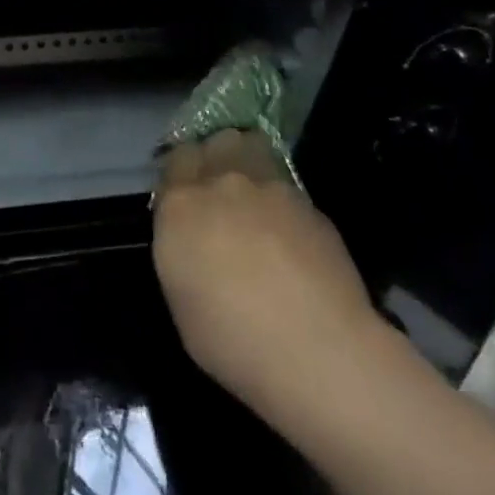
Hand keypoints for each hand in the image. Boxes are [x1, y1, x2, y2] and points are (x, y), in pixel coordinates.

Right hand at [153, 131, 384, 428]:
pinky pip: (285, 183)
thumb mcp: (182, 300)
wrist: (318, 351)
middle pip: (214, 143)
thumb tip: (194, 239)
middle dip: (214, 157)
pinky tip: (290, 230)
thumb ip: (182, 252)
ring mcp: (269, 188)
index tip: (186, 194)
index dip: (181, 174)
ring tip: (255, 193)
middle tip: (219, 189)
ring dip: (247, 159)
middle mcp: (220, 184)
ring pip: (251, 146)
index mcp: (180, 207)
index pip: (175, 161)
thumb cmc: (234, 341)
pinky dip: (281, 196)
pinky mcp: (309, 203)